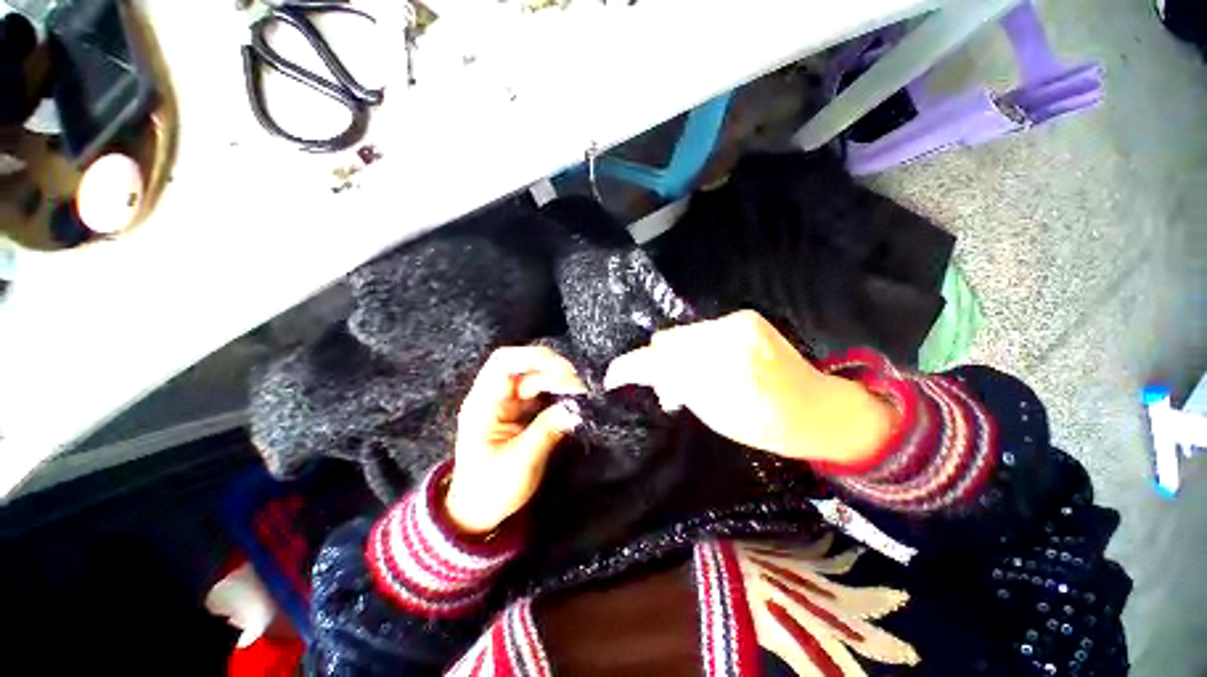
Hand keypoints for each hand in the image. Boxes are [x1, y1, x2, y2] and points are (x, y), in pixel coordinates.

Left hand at [446, 347, 584, 534]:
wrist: (478, 511)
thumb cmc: (491, 489)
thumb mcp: (521, 462)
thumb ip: (548, 430)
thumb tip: (576, 407)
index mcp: (483, 404)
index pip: (504, 363)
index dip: (533, 358)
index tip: (564, 370)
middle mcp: (495, 397)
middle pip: (525, 367)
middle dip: (554, 371)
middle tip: (581, 386)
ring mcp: (509, 403)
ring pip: (537, 378)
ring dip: (560, 382)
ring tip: (582, 393)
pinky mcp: (521, 412)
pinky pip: (542, 393)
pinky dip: (559, 394)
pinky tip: (574, 400)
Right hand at [605, 310, 894, 464]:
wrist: (815, 409)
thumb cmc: (765, 424)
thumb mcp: (712, 412)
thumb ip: (675, 386)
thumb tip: (646, 373)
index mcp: (725, 365)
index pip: (662, 357)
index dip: (633, 366)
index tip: (612, 377)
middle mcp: (731, 332)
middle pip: (670, 340)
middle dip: (659, 362)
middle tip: (666, 388)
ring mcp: (740, 320)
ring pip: (684, 334)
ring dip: (678, 356)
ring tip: (687, 380)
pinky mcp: (746, 318)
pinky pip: (703, 331)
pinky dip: (695, 348)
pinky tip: (704, 365)